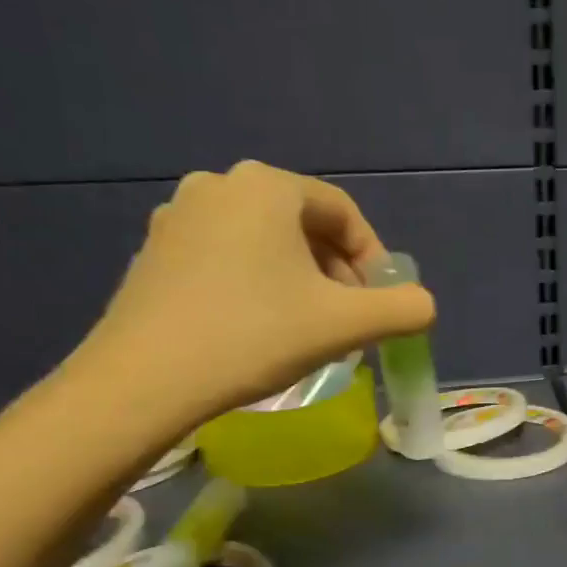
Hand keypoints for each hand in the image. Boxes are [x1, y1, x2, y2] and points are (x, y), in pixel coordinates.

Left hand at [73, 161, 434, 424]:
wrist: (143, 381)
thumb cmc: (254, 336)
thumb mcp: (346, 325)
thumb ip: (403, 309)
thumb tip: (423, 306)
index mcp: (267, 187)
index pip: (343, 213)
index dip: (373, 259)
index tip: (379, 303)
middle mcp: (220, 185)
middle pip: (303, 225)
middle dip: (336, 272)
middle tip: (347, 319)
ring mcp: (178, 217)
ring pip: (264, 243)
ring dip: (299, 280)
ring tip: (307, 328)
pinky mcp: (154, 252)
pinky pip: (226, 257)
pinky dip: (256, 284)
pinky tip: (257, 328)